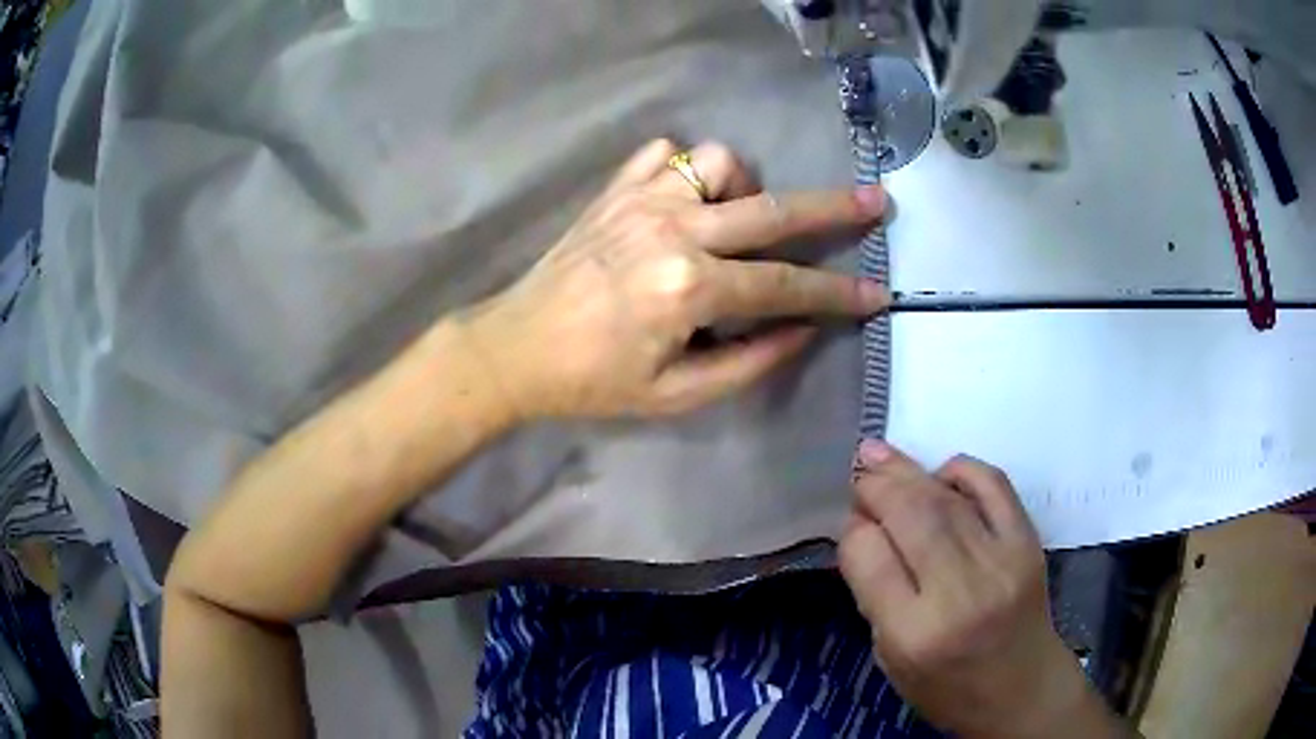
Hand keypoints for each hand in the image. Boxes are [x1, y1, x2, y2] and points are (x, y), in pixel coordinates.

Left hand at [457, 139, 887, 418]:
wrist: (515, 348)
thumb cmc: (593, 382)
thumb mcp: (676, 394)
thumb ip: (750, 362)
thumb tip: (804, 329)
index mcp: (687, 288)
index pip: (785, 285)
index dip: (837, 293)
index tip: (877, 293)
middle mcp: (671, 230)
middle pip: (772, 208)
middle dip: (833, 207)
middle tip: (874, 201)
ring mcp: (639, 201)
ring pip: (717, 161)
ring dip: (745, 185)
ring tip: (741, 218)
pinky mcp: (613, 191)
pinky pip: (663, 154)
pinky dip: (686, 169)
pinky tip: (687, 199)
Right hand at [839, 441, 1128, 738]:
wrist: (1023, 689)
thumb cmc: (948, 687)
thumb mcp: (891, 660)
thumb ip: (876, 595)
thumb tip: (864, 529)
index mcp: (912, 633)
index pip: (869, 556)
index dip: (852, 531)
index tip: (850, 523)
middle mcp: (958, 593)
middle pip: (909, 515)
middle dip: (876, 485)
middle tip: (858, 470)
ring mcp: (1000, 562)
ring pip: (946, 497)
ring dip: (908, 470)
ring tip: (880, 454)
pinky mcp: (1028, 543)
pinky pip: (994, 486)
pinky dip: (963, 470)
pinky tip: (941, 473)